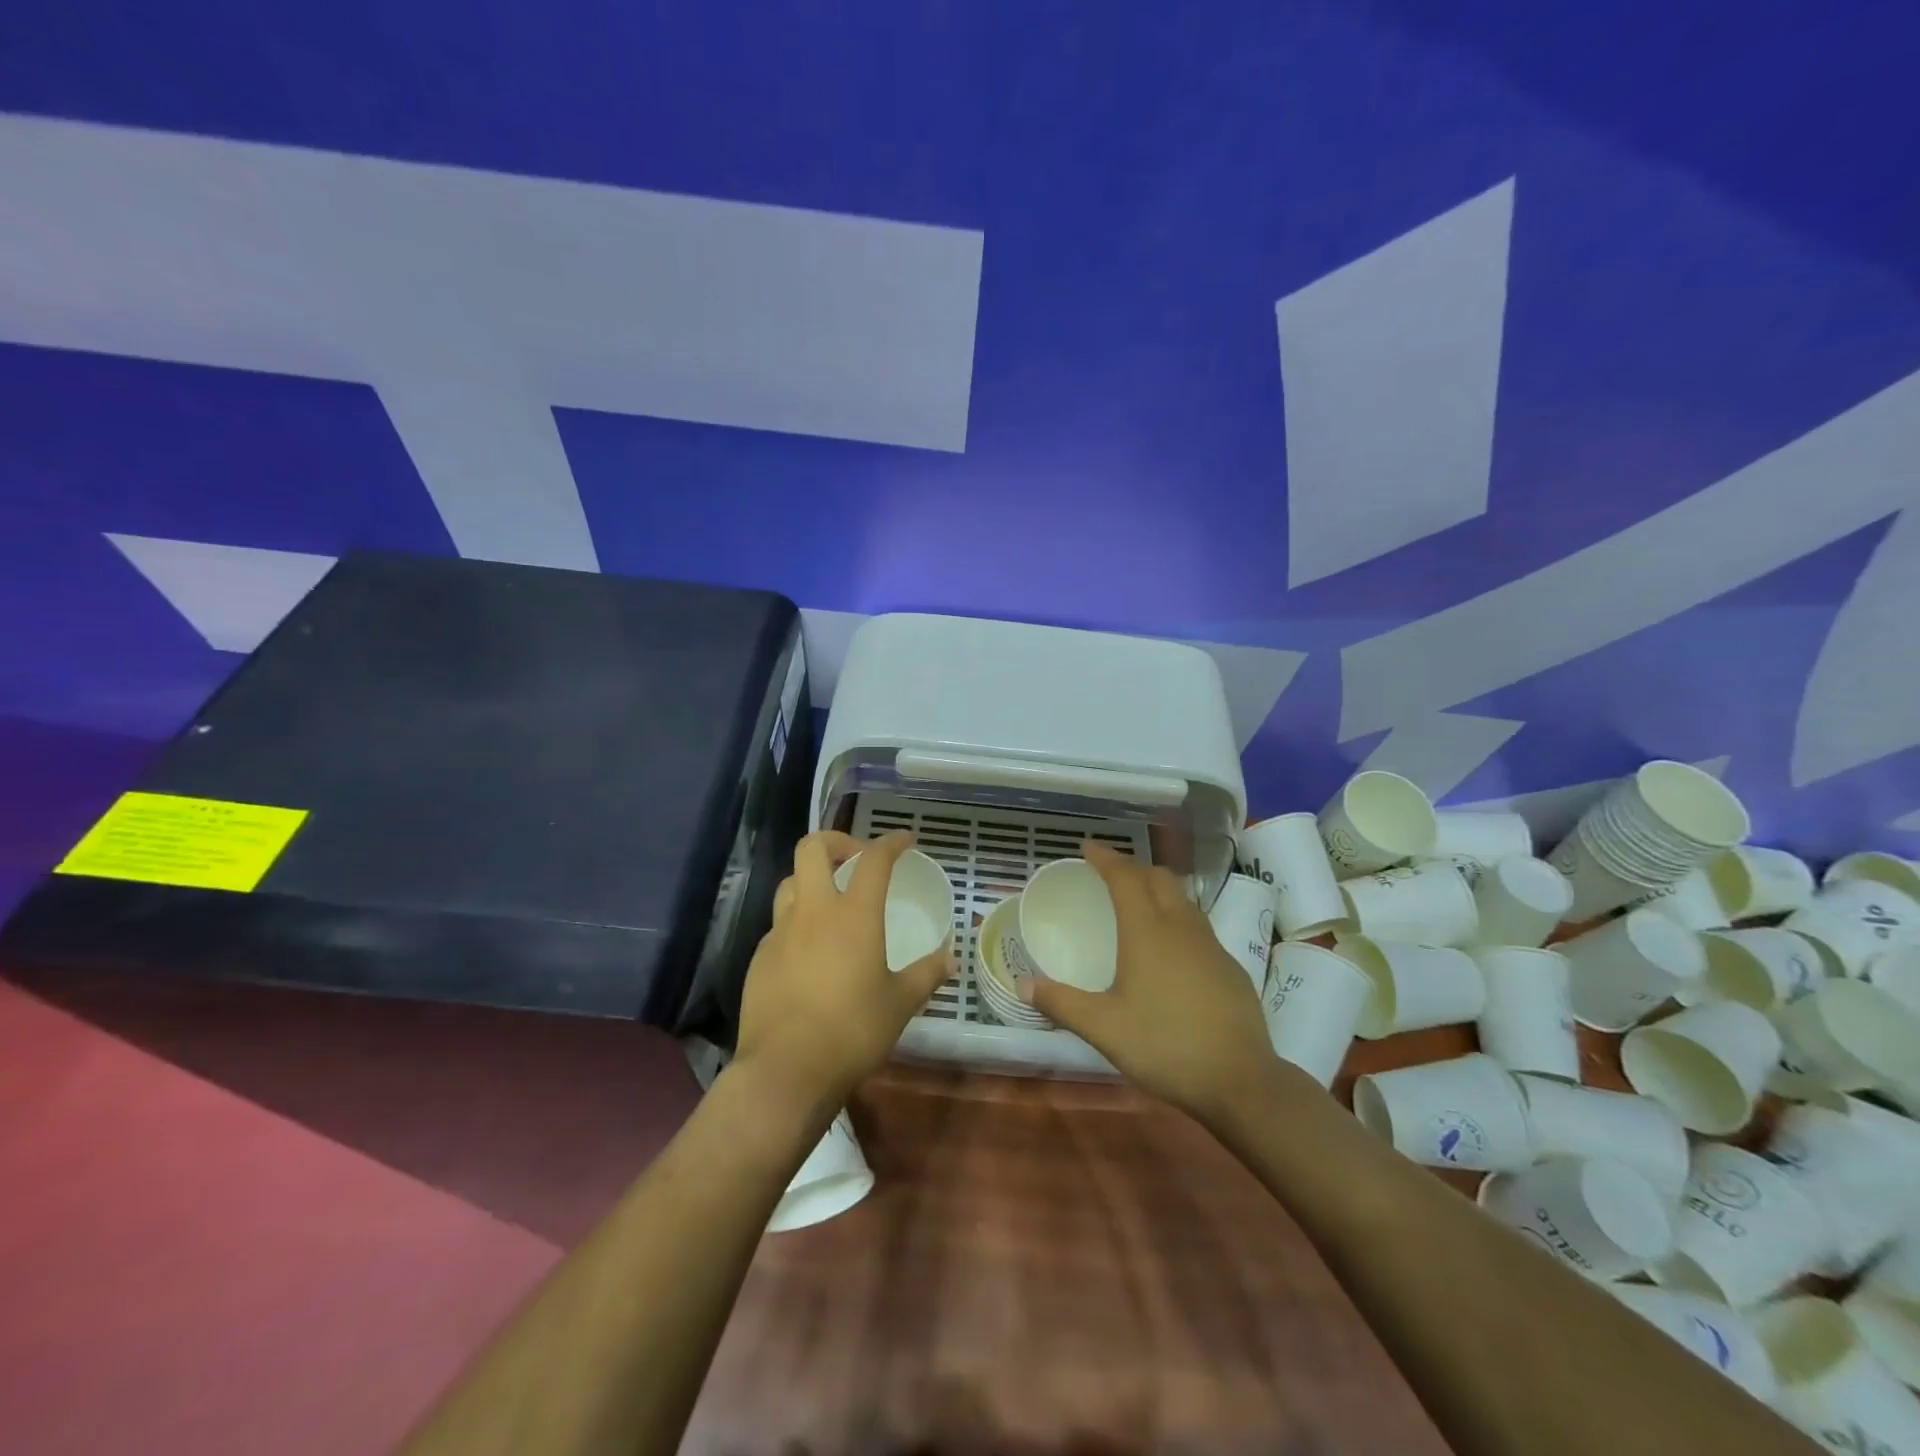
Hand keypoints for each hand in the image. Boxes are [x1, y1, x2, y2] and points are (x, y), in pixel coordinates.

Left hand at [733, 829, 952, 1107]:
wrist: (785, 1070)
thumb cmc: (852, 1031)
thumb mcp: (900, 1004)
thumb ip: (927, 975)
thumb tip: (950, 959)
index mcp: (854, 915)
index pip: (873, 859)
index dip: (891, 842)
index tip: (906, 841)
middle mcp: (814, 911)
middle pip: (813, 848)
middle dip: (837, 841)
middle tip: (856, 858)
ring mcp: (780, 932)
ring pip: (790, 881)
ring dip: (812, 879)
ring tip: (832, 901)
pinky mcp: (760, 957)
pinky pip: (779, 923)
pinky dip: (797, 921)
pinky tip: (809, 950)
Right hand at [1021, 842, 1281, 1123]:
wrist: (1241, 1080)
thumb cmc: (1165, 1045)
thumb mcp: (1104, 1028)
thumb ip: (1062, 1003)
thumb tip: (1023, 984)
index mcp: (1148, 930)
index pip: (1125, 877)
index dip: (1105, 857)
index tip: (1087, 847)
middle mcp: (1181, 926)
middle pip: (1158, 877)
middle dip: (1133, 868)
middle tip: (1110, 876)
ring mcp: (1211, 945)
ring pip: (1183, 900)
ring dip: (1158, 891)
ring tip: (1138, 906)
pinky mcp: (1230, 967)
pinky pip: (1198, 927)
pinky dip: (1177, 920)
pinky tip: (1170, 951)